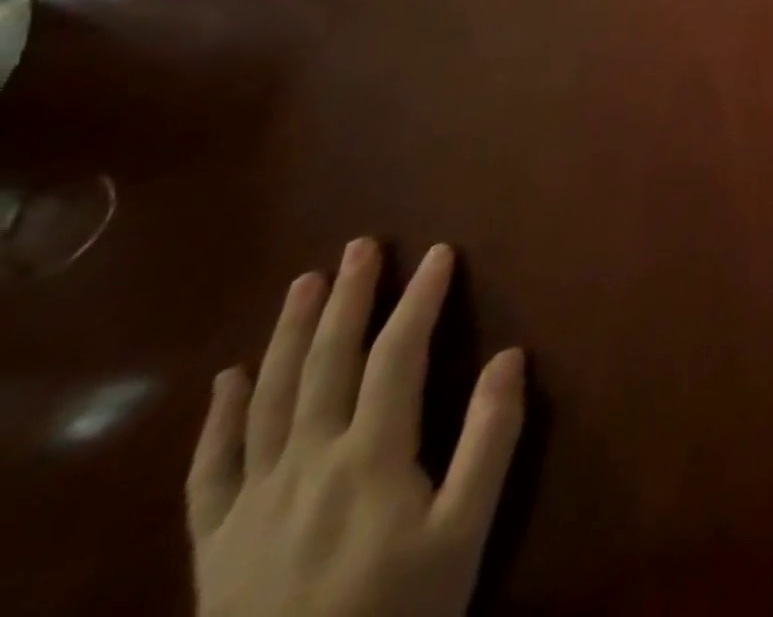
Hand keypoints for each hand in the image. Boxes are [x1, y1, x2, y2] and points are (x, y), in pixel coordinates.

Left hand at [187, 240, 524, 616]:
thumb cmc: (397, 613)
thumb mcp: (464, 533)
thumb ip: (490, 441)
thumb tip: (511, 355)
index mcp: (370, 457)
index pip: (399, 355)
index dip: (421, 298)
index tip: (441, 252)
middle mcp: (306, 464)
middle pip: (327, 363)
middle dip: (349, 298)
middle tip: (362, 244)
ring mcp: (251, 503)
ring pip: (268, 399)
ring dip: (289, 334)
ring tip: (305, 282)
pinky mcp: (213, 545)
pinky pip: (208, 471)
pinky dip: (218, 418)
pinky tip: (228, 378)